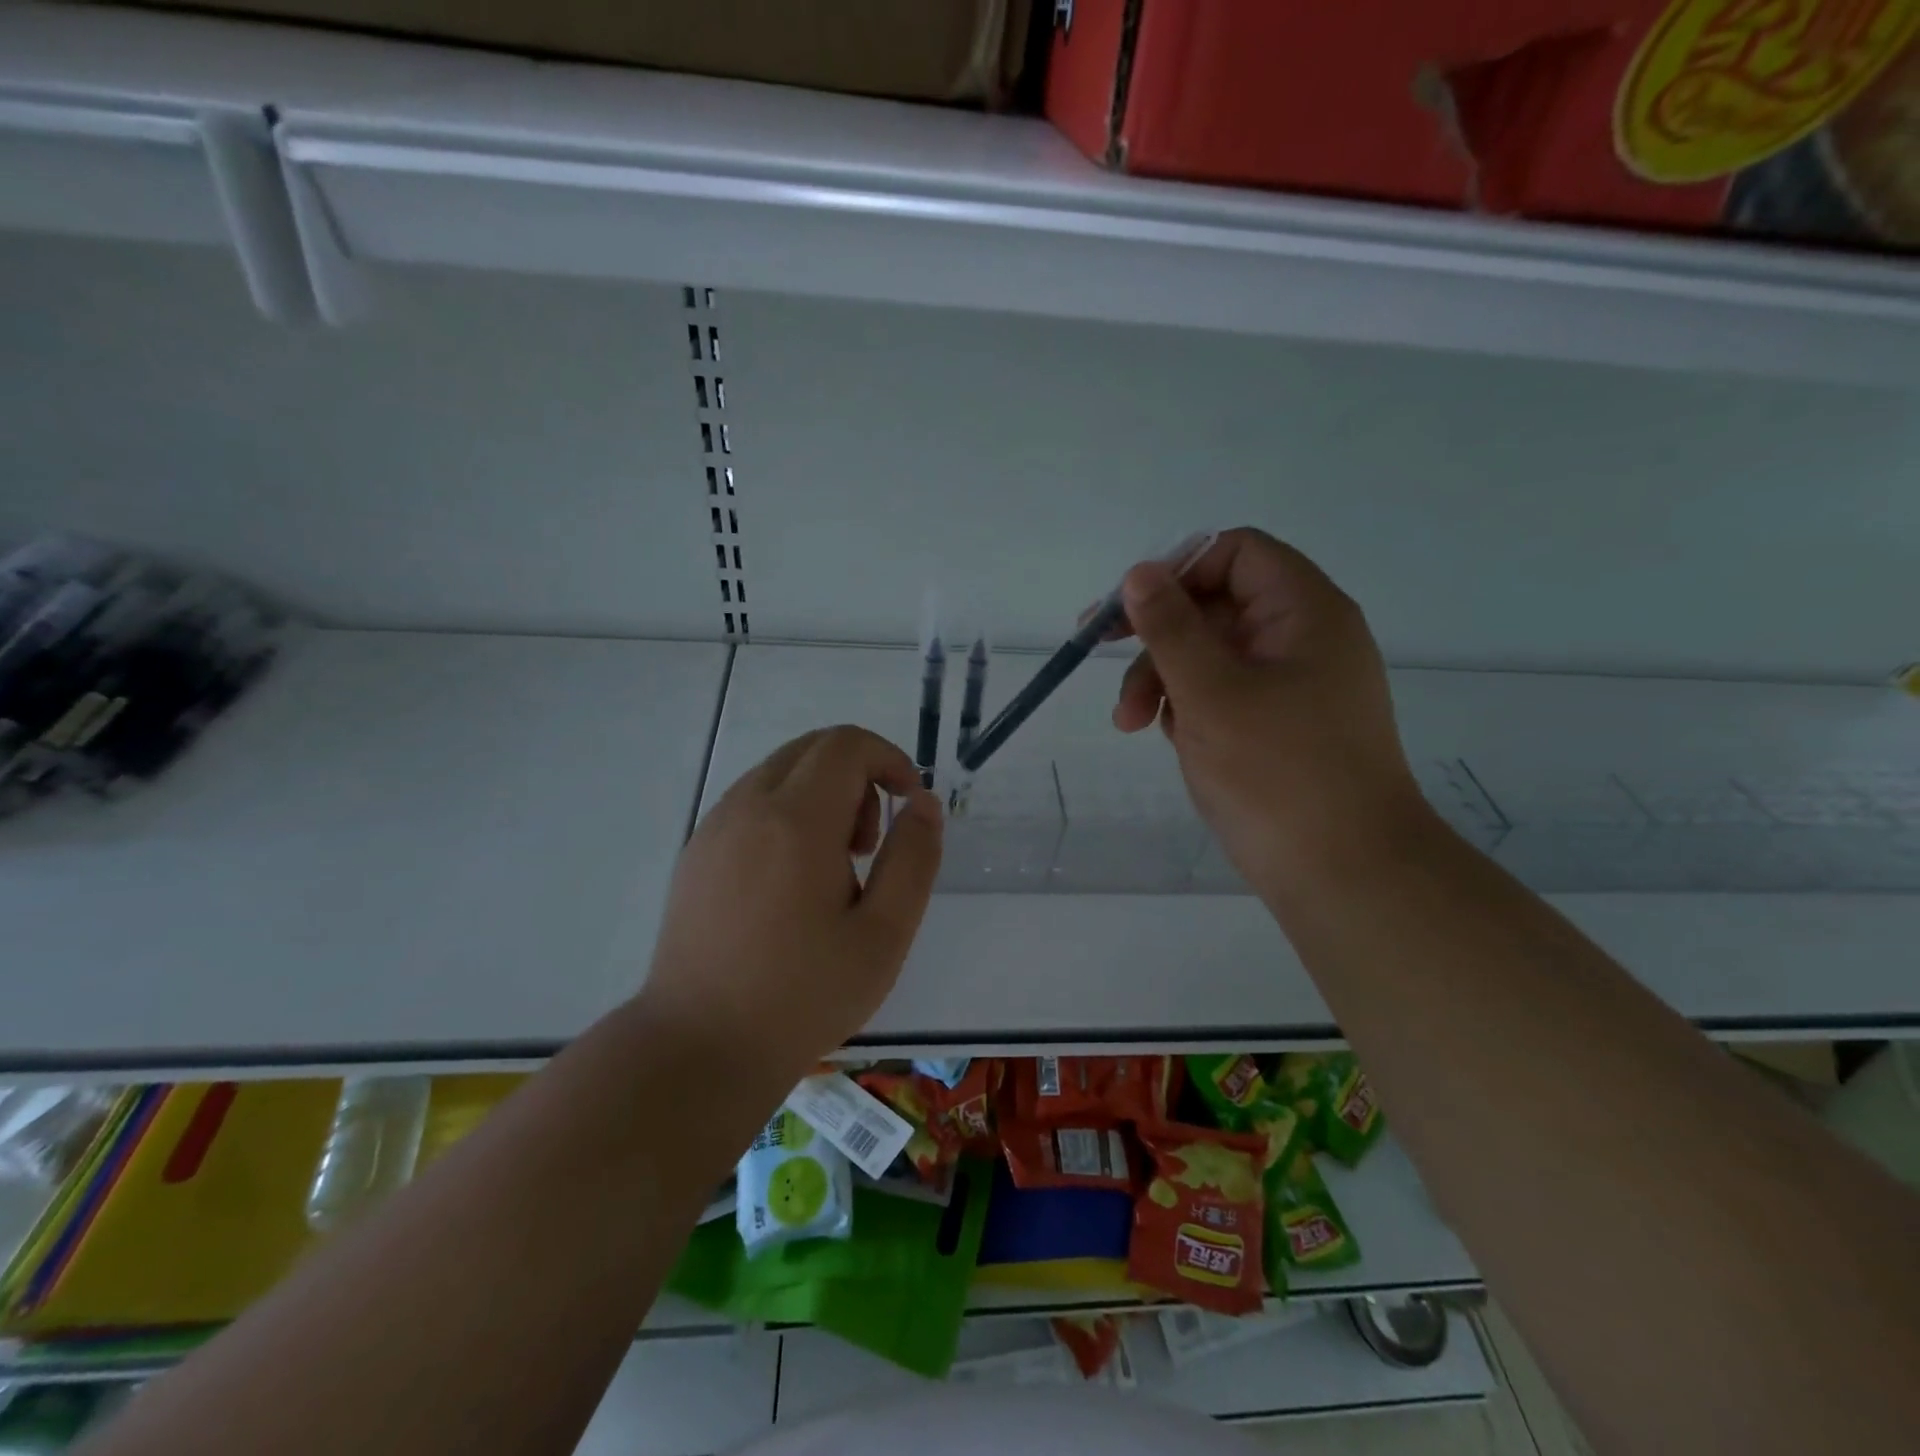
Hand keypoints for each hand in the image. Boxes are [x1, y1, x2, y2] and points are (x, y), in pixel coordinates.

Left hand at [640, 726, 942, 1085]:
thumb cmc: (804, 995)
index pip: (847, 744)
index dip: (889, 759)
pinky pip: (752, 801)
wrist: (700, 1047)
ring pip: (781, 771)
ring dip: (822, 794)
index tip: (909, 802)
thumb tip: (924, 802)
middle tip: (870, 844)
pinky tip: (792, 880)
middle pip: (813, 748)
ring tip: (835, 867)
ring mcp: (714, 826)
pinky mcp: (696, 852)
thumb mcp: (884, 933)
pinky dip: (787, 812)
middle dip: (858, 775)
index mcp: (797, 819)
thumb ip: (913, 857)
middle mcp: (748, 806)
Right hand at [1111, 528, 1425, 883]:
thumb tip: (1140, 572)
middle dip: (1156, 637)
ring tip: (1131, 724)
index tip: (1127, 607)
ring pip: (1211, 654)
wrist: (1345, 872)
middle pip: (1214, 606)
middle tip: (1100, 659)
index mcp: (1304, 612)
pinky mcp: (1279, 725)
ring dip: (1163, 678)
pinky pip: (1222, 694)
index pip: (1235, 553)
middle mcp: (1302, 638)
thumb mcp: (1209, 691)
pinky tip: (1173, 739)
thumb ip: (1170, 627)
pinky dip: (1189, 707)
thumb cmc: (1277, 772)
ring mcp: (1292, 685)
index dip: (1177, 570)